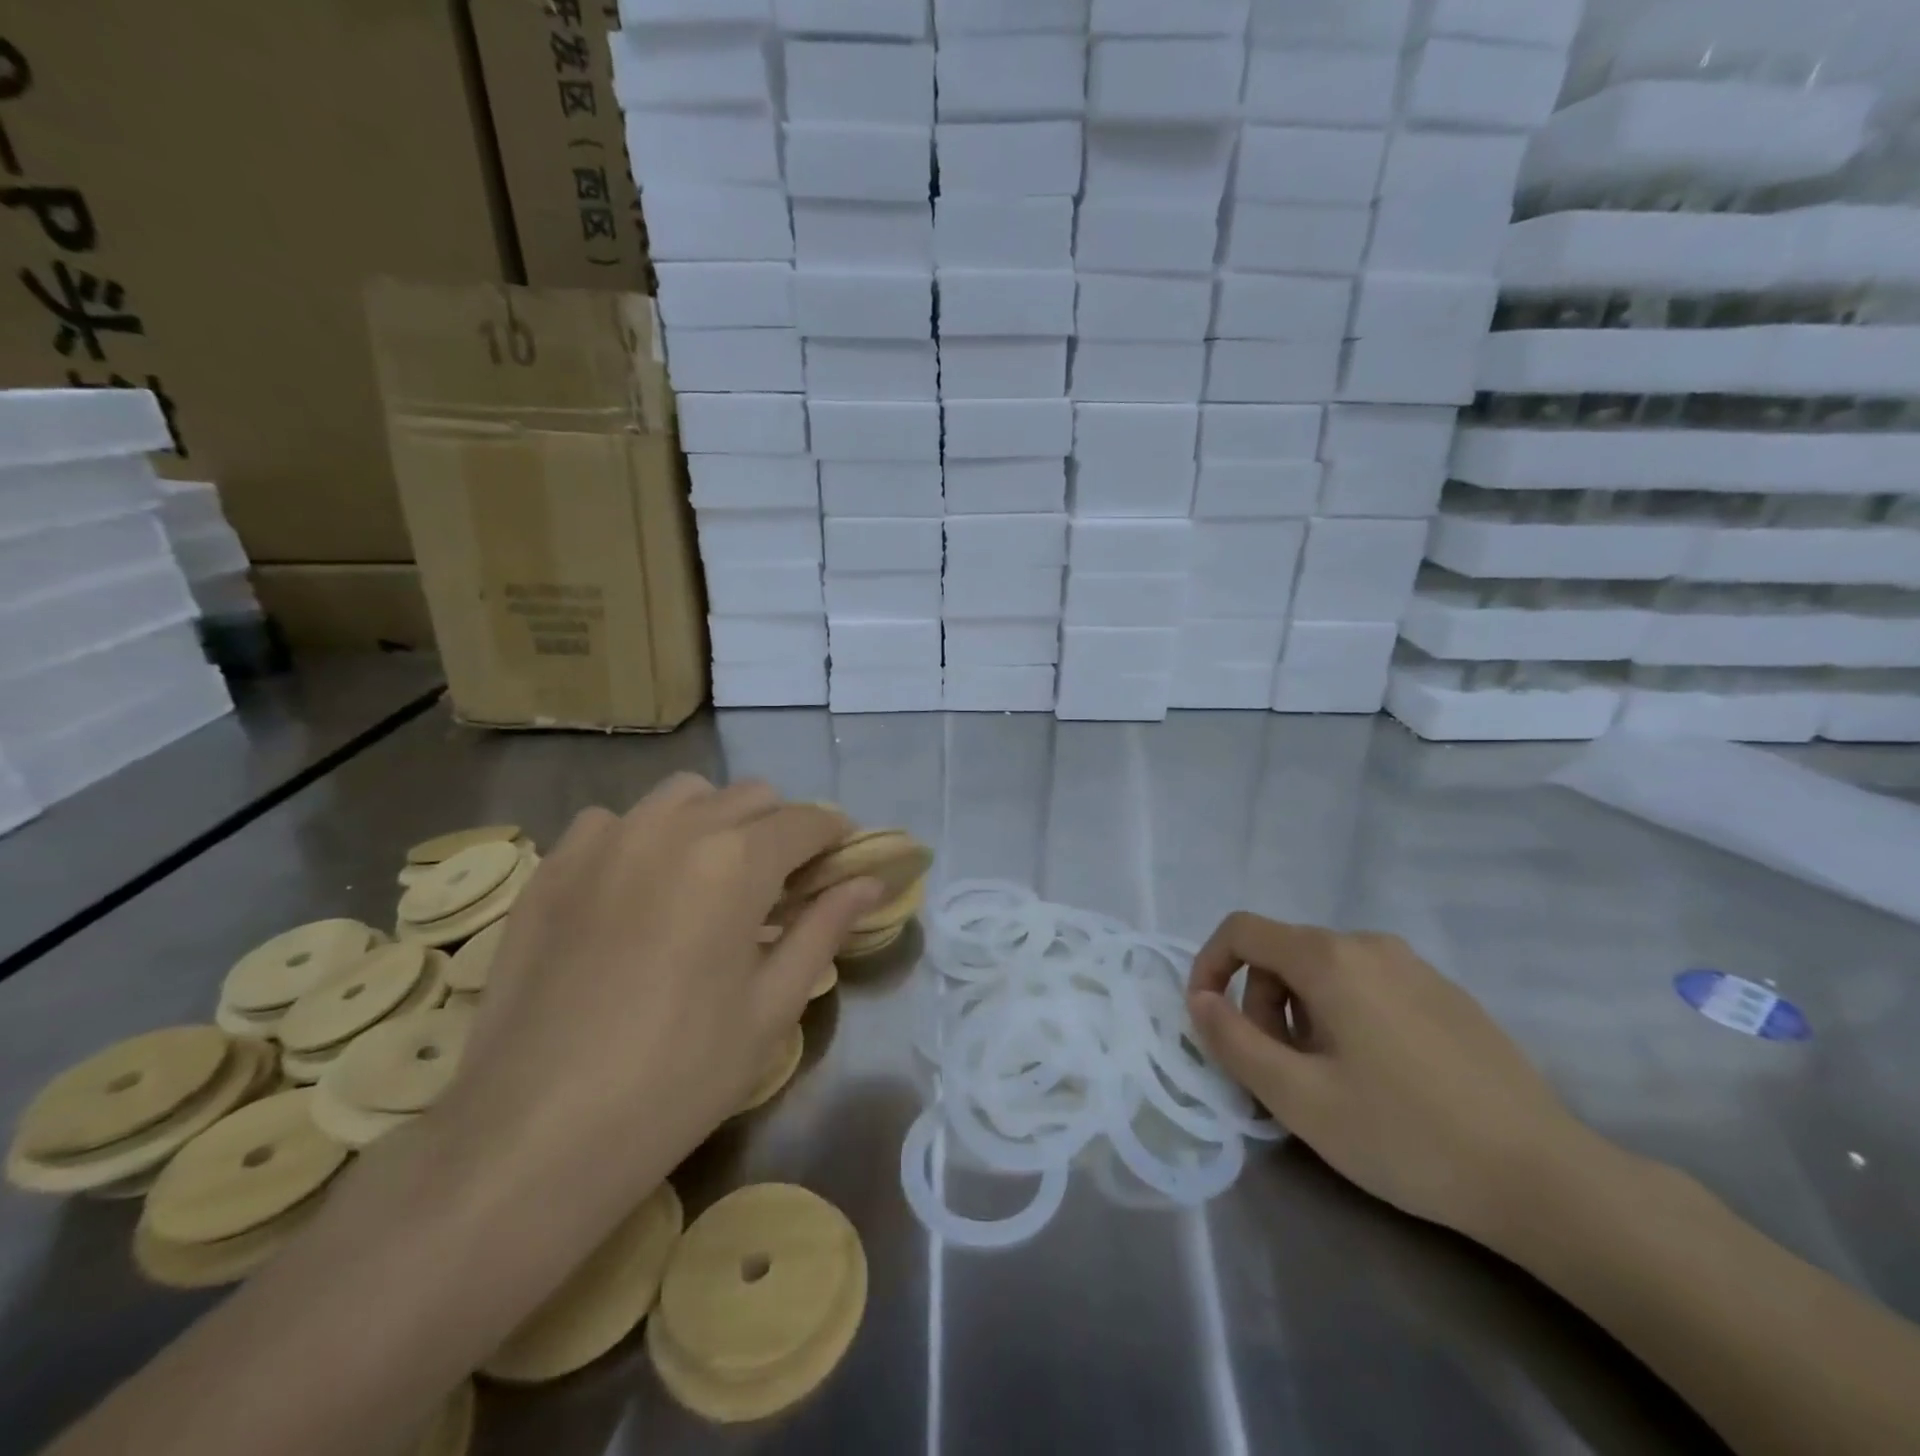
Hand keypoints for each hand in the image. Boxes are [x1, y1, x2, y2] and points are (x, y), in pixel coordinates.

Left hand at [432, 776, 880, 1216]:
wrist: (534, 1135)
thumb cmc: (678, 1076)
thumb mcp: (771, 1006)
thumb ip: (825, 928)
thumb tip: (871, 883)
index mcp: (737, 861)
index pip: (807, 821)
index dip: (836, 836)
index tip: (843, 863)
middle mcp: (674, 828)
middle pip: (751, 796)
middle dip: (780, 829)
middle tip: (782, 885)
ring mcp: (606, 839)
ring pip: (684, 795)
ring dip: (715, 821)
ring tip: (711, 879)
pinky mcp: (554, 866)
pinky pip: (614, 821)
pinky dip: (643, 837)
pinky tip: (637, 890)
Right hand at [1187, 914, 1594, 1242]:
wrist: (1545, 1178)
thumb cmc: (1406, 1135)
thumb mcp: (1298, 1098)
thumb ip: (1232, 1041)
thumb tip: (1199, 1000)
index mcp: (1329, 958)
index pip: (1241, 930)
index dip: (1209, 966)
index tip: (1207, 1019)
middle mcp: (1369, 945)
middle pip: (1283, 954)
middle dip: (1261, 1006)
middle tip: (1279, 1073)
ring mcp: (1415, 967)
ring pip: (1325, 973)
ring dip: (1301, 1016)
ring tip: (1328, 1082)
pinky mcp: (1446, 995)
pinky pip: (1369, 987)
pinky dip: (1344, 1018)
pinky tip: (1378, 1080)